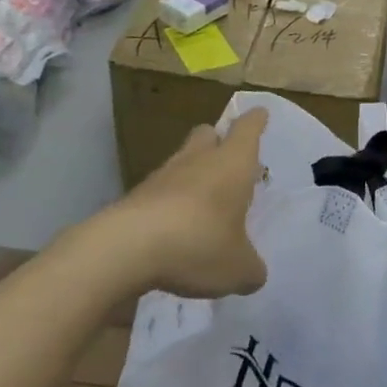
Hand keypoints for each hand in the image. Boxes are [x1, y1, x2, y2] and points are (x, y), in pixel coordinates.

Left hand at [112, 110, 269, 298]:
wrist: (126, 248)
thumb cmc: (199, 243)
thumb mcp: (238, 268)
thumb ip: (251, 268)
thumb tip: (253, 271)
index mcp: (233, 163)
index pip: (248, 128)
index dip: (256, 121)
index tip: (260, 115)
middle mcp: (199, 159)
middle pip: (208, 134)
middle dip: (218, 142)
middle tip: (228, 163)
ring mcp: (163, 175)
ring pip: (182, 162)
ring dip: (192, 176)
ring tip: (202, 207)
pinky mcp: (135, 196)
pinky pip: (159, 192)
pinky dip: (169, 204)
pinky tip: (174, 231)